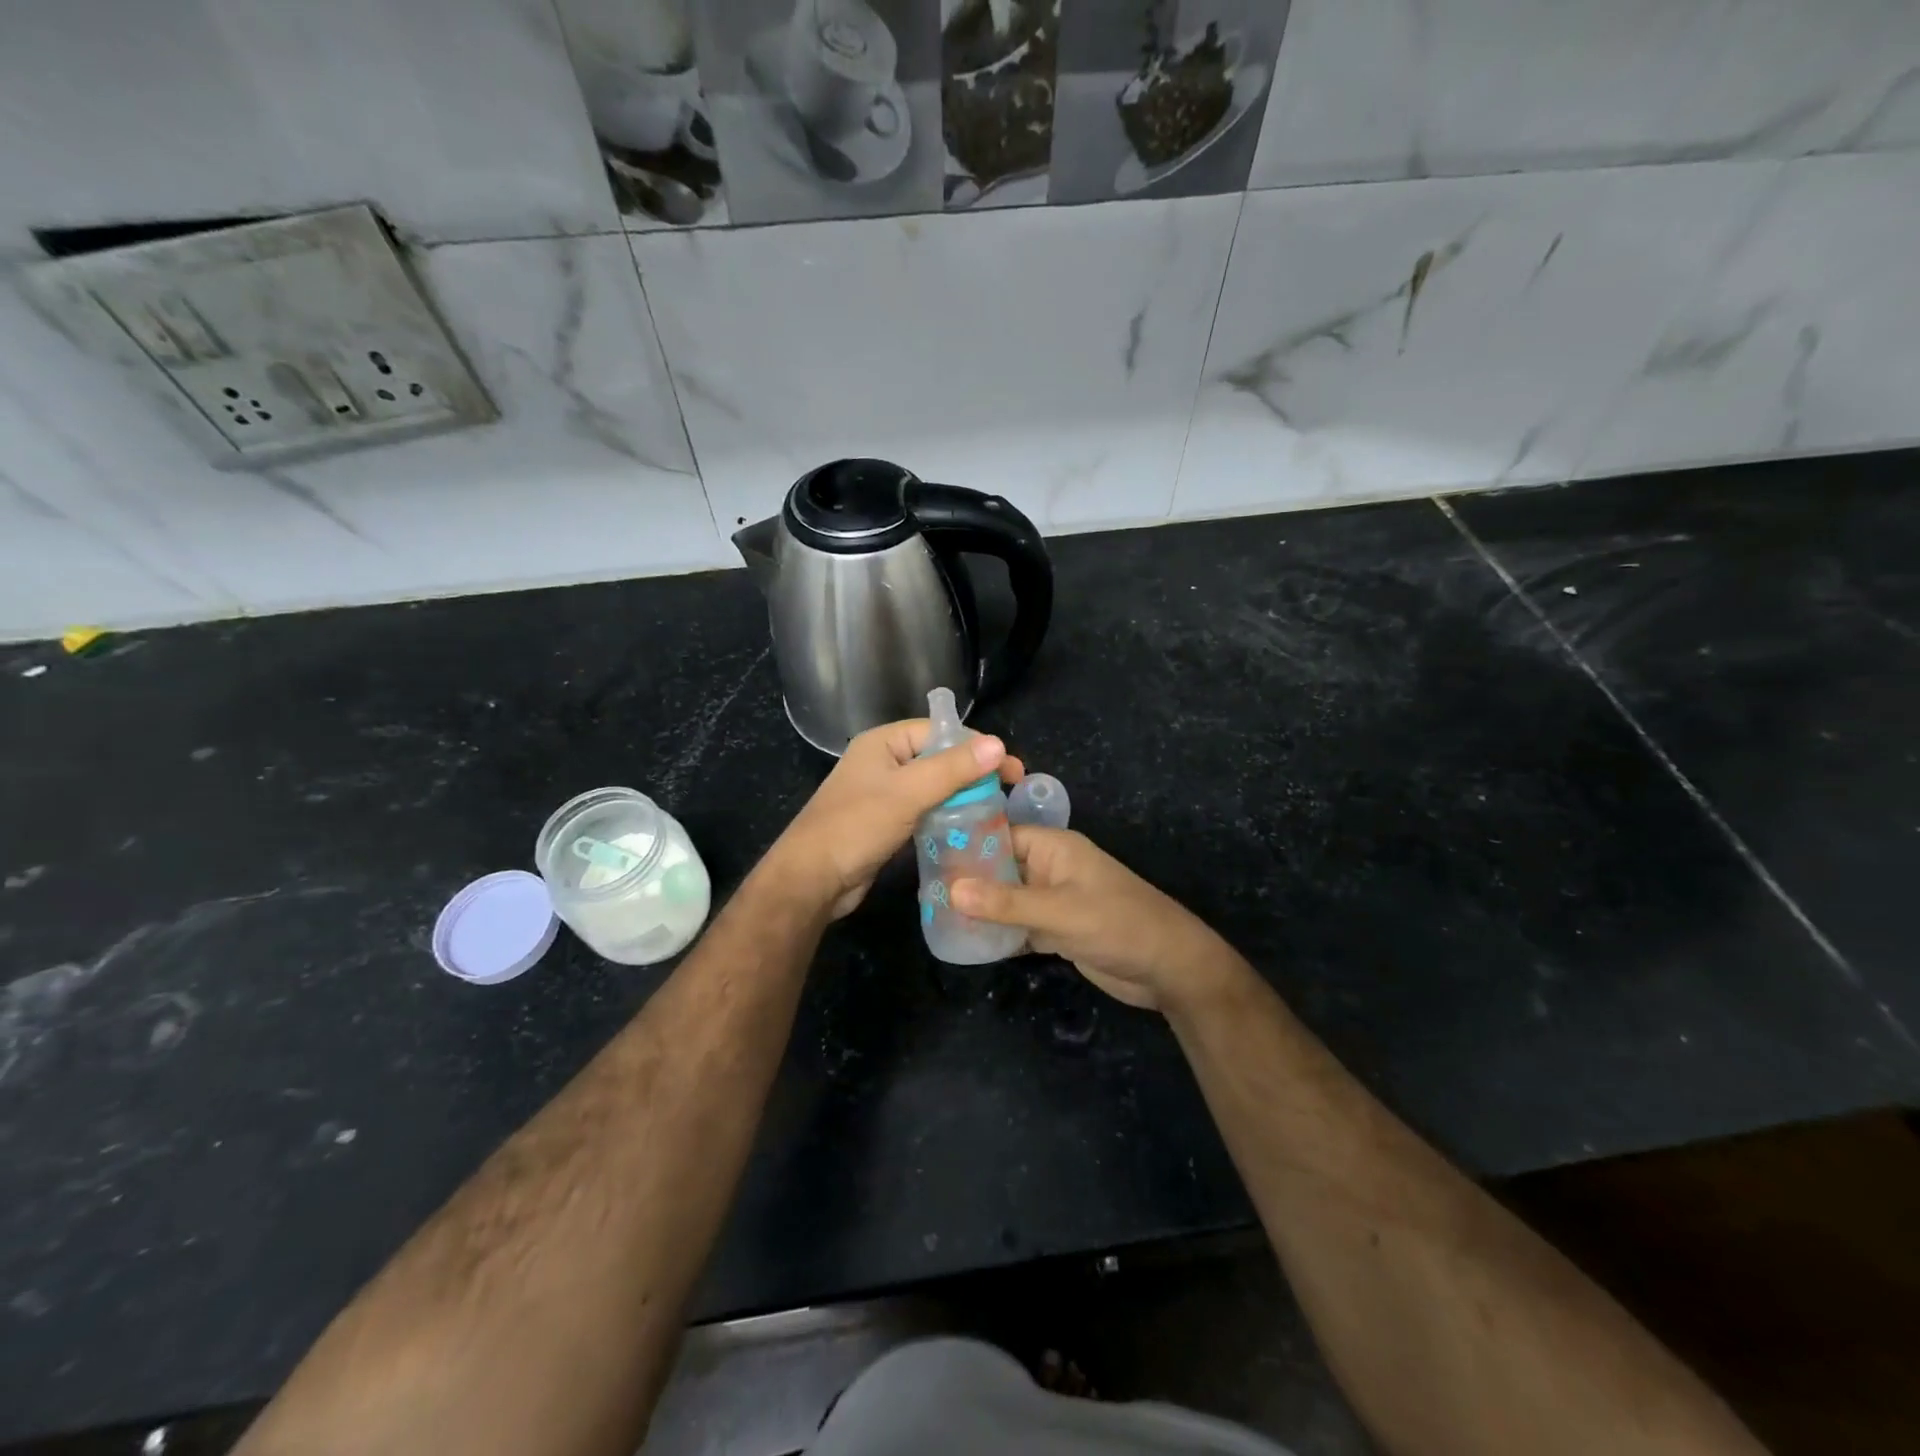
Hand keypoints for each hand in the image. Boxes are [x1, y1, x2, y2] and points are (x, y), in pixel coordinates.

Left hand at [766, 719, 1024, 918]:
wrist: (813, 879)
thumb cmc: (856, 826)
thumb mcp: (908, 793)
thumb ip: (952, 769)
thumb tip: (998, 743)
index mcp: (883, 743)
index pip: (939, 731)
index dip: (976, 746)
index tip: (1009, 767)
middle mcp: (884, 762)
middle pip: (938, 758)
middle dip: (973, 772)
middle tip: (1010, 789)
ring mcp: (884, 794)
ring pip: (933, 787)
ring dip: (962, 795)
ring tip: (997, 809)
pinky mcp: (887, 823)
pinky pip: (924, 811)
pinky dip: (946, 815)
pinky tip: (970, 827)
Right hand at [949, 828, 1233, 1011]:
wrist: (1169, 969)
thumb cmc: (1119, 925)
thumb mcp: (1061, 912)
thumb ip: (1007, 903)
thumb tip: (950, 890)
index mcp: (1054, 848)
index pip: (1001, 835)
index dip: (967, 844)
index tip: (928, 857)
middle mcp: (1050, 869)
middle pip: (1001, 868)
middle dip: (968, 880)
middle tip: (925, 893)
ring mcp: (1054, 901)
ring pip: (1007, 899)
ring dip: (981, 909)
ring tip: (936, 916)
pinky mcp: (1057, 930)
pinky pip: (1019, 925)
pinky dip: (999, 932)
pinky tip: (968, 941)